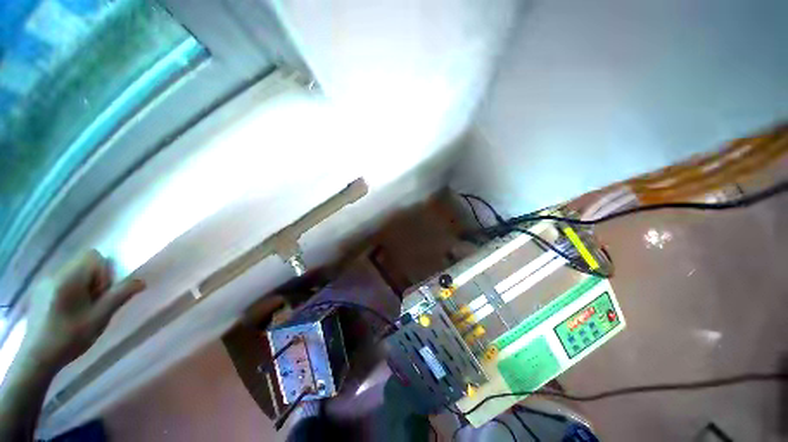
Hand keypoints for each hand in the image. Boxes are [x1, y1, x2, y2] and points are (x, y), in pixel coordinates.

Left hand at [23, 250, 145, 368]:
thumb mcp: (100, 318)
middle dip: (95, 280)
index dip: (104, 272)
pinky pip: (63, 281)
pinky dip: (72, 291)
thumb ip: (120, 296)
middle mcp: (55, 274)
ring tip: (81, 311)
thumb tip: (141, 281)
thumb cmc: (71, 337)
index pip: (94, 257)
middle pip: (84, 263)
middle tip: (94, 304)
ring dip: (84, 287)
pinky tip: (68, 312)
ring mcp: (44, 283)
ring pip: (74, 273)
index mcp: (69, 278)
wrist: (37, 357)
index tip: (101, 295)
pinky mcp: (40, 291)